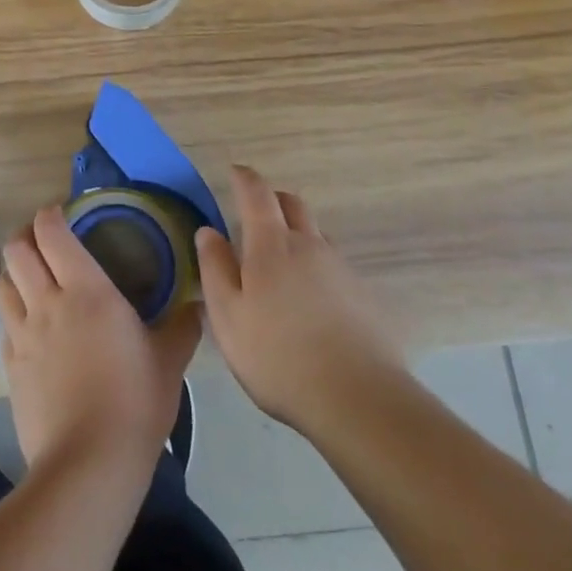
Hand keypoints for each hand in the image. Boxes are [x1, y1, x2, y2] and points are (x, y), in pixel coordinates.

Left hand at [0, 205, 201, 478]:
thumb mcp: (169, 361)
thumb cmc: (135, 400)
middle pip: (17, 251)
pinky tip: (31, 329)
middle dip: (26, 238)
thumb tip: (196, 307)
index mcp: (86, 289)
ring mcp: (23, 336)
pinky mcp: (11, 368)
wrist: (89, 464)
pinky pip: (5, 327)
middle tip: (44, 242)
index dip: (50, 216)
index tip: (61, 213)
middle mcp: (47, 303)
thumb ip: (182, 327)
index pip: (52, 233)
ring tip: (32, 279)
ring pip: (3, 285)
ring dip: (14, 274)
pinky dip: (14, 316)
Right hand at [197, 164, 403, 437]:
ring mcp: (341, 268)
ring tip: (281, 262)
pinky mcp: (363, 295)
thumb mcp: (228, 317)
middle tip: (256, 212)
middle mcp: (309, 245)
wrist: (358, 398)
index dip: (244, 178)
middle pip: (292, 204)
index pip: (257, 194)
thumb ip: (215, 269)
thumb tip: (208, 231)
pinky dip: (317, 267)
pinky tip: (311, 301)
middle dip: (273, 199)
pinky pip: (334, 266)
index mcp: (272, 245)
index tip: (235, 172)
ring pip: (315, 235)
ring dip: (297, 233)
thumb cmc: (278, 357)